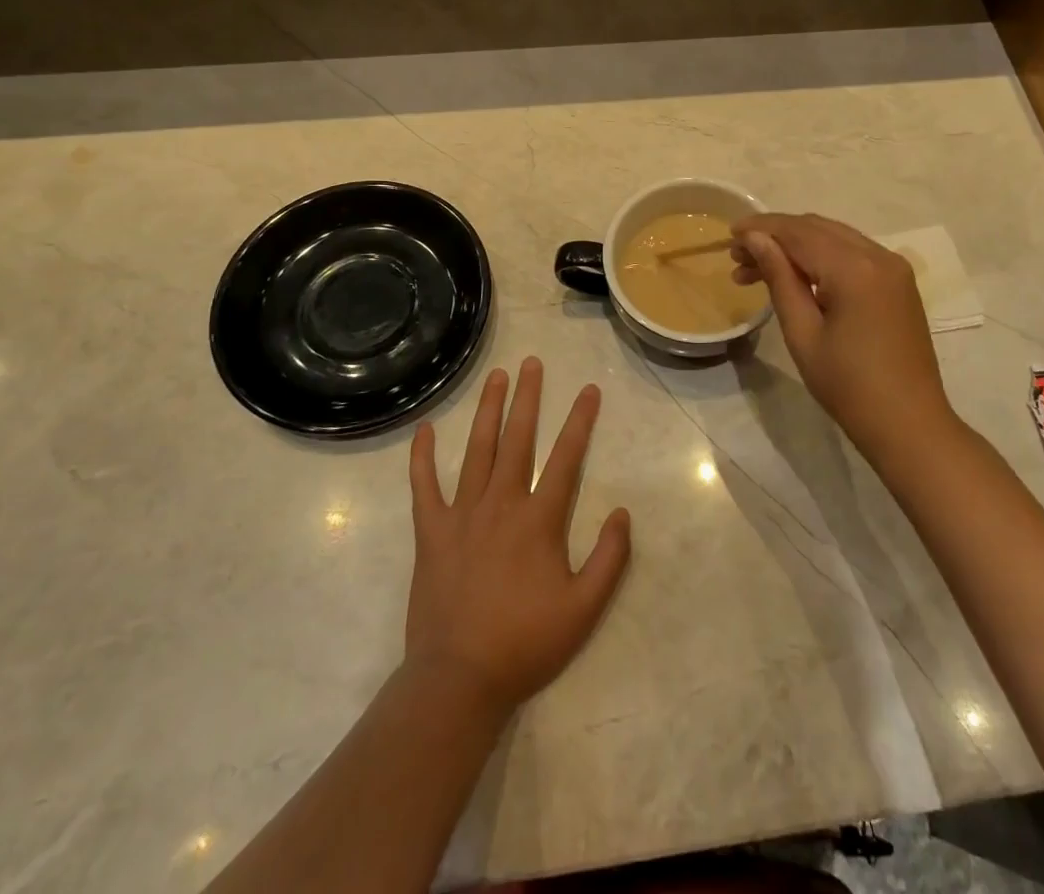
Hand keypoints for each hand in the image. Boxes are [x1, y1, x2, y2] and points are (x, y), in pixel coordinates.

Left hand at [405, 357, 632, 717]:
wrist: (460, 679)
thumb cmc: (526, 643)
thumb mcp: (584, 609)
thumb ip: (610, 558)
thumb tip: (621, 512)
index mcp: (539, 519)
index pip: (566, 458)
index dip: (580, 421)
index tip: (588, 390)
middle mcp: (501, 504)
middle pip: (518, 439)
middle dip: (527, 398)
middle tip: (531, 363)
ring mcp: (462, 514)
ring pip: (477, 450)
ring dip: (488, 411)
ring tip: (495, 377)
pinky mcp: (431, 532)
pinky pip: (424, 487)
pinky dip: (422, 457)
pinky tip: (424, 430)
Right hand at [732, 213, 953, 459]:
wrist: (909, 424)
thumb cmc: (848, 386)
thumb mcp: (803, 333)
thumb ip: (779, 278)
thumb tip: (755, 239)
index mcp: (854, 269)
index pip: (798, 232)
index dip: (761, 228)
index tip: (729, 235)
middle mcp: (878, 255)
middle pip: (817, 228)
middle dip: (776, 236)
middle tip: (738, 258)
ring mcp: (893, 267)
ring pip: (835, 237)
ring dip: (796, 245)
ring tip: (757, 270)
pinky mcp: (898, 282)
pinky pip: (853, 253)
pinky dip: (821, 257)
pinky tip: (796, 277)